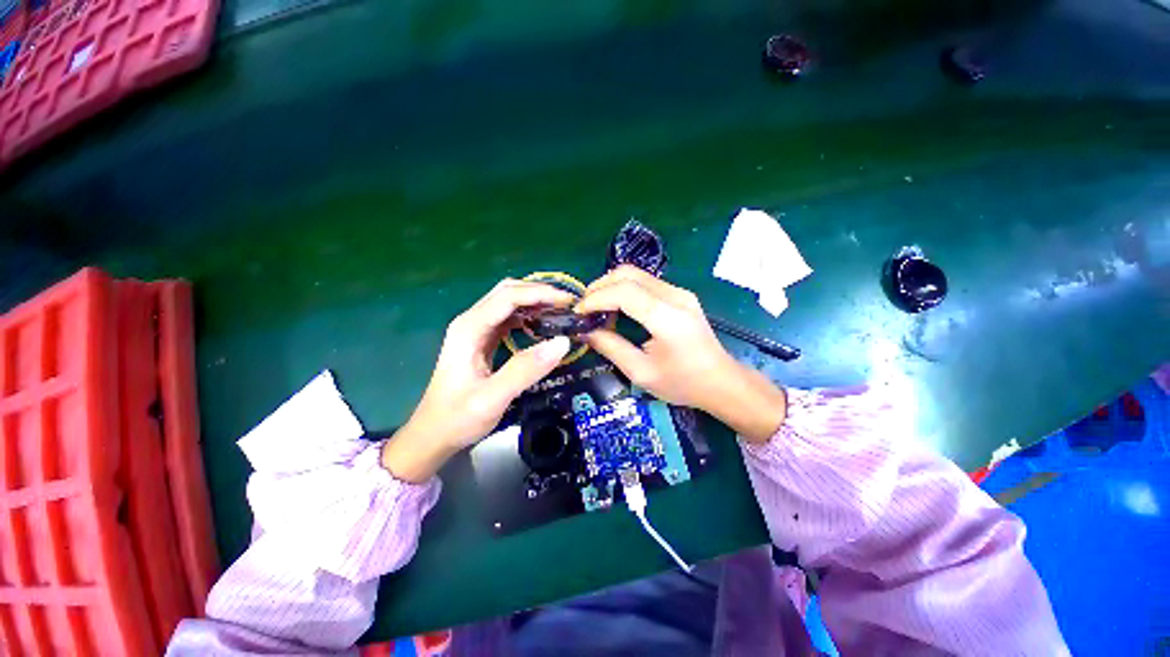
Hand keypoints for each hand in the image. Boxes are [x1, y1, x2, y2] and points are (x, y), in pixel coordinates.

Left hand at [381, 279, 574, 481]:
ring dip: (534, 302)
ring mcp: (475, 330)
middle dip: (539, 293)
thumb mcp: (493, 398)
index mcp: (470, 328)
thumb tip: (562, 342)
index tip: (568, 302)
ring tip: (560, 312)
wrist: (432, 435)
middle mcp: (471, 322)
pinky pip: (508, 319)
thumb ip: (526, 369)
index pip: (508, 296)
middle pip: (508, 292)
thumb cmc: (458, 417)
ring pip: (508, 303)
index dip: (540, 294)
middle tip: (567, 305)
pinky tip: (542, 326)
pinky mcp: (482, 340)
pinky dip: (528, 316)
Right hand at [577, 266, 786, 442]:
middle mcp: (675, 297)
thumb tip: (585, 331)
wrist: (721, 381)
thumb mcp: (641, 372)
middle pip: (629, 274)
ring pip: (636, 274)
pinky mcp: (680, 295)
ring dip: (611, 286)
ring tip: (596, 307)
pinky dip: (624, 289)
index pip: (624, 292)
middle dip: (600, 286)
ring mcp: (680, 292)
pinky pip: (646, 282)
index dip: (596, 298)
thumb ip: (611, 348)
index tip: (578, 312)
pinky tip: (616, 307)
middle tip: (584, 307)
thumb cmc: (683, 383)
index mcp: (667, 318)